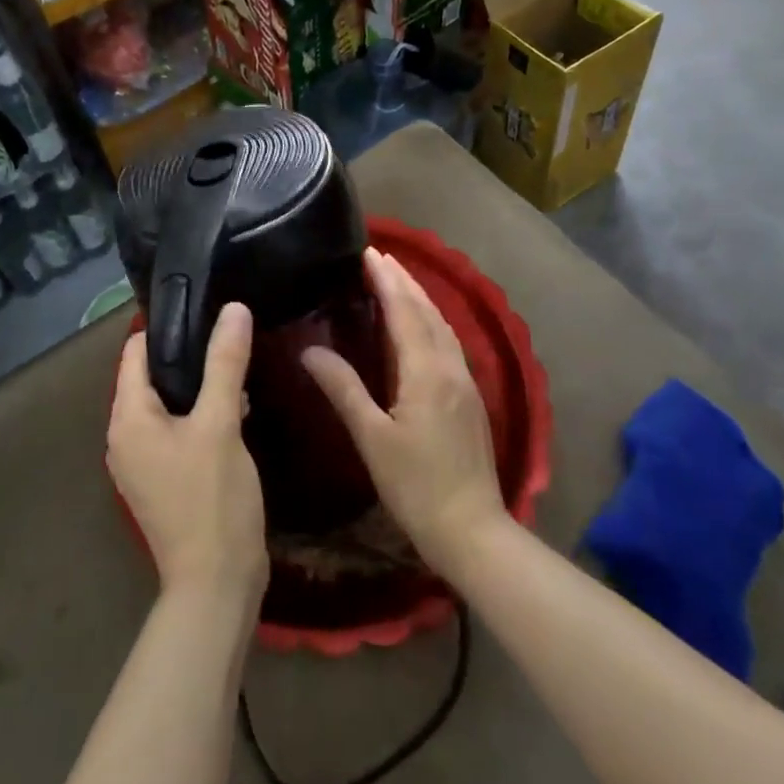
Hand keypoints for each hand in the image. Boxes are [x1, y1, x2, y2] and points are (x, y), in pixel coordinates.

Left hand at [108, 303, 267, 619]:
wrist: (216, 586)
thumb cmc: (212, 499)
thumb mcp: (220, 423)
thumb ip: (225, 363)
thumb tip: (233, 308)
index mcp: (127, 419)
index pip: (135, 352)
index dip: (168, 327)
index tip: (206, 309)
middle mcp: (125, 438)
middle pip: (152, 377)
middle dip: (189, 356)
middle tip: (230, 336)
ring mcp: (143, 463)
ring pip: (168, 405)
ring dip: (199, 387)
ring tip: (238, 366)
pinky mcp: (164, 481)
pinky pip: (177, 431)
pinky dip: (200, 415)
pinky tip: (237, 409)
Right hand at [303, 248, 506, 579]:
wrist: (473, 529)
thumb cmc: (416, 486)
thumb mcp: (372, 439)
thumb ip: (344, 390)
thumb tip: (310, 351)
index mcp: (426, 371)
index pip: (404, 311)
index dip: (386, 280)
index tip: (368, 253)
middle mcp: (450, 367)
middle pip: (427, 311)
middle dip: (403, 280)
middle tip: (379, 257)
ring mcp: (465, 382)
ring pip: (441, 325)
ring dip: (419, 297)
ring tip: (397, 280)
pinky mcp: (470, 398)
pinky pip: (448, 342)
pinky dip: (430, 320)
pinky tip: (421, 326)